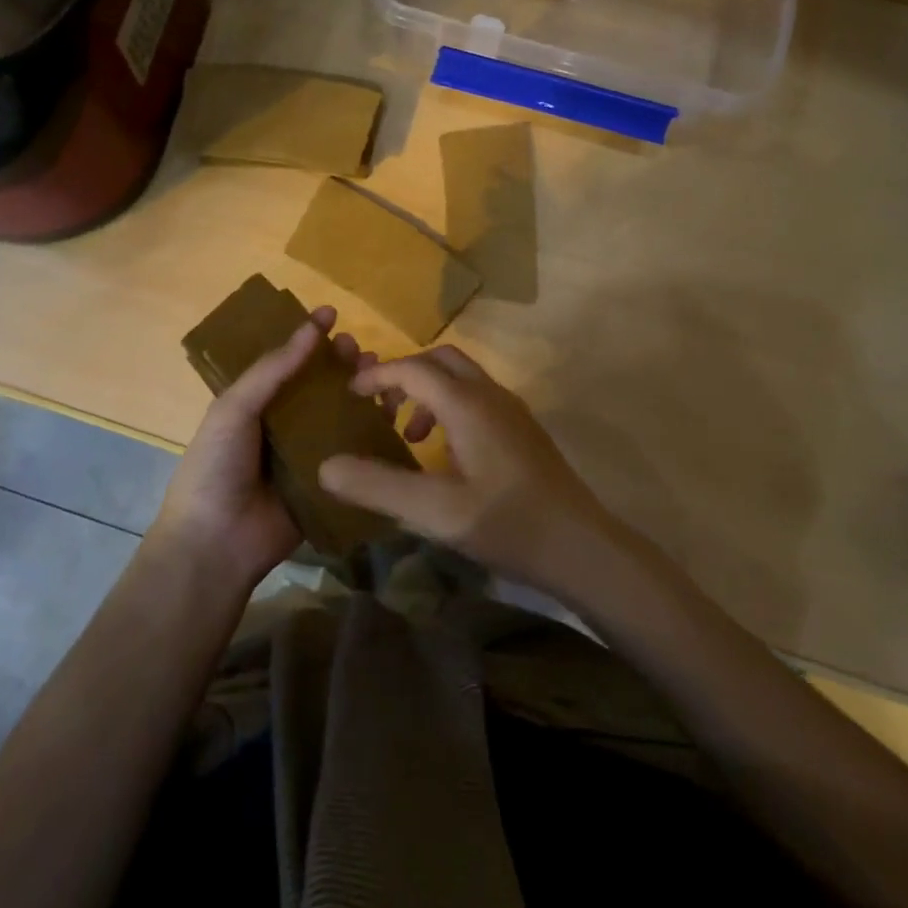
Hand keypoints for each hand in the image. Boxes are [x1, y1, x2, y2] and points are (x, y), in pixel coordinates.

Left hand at [150, 306, 385, 593]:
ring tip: (380, 376)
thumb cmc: (216, 466)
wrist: (216, 543)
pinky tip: (391, 414)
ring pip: (340, 415)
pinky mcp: (328, 483)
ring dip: (360, 392)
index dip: (307, 338)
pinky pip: (353, 453)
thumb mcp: (234, 408)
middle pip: (319, 386)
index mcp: (255, 405)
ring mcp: (307, 455)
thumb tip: (310, 327)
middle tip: (359, 350)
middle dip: (340, 364)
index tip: (331, 313)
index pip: (286, 363)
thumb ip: (272, 369)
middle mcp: (283, 425)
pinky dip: (372, 432)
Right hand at [318, 347, 633, 599]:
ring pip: (461, 378)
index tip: (349, 394)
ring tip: (408, 435)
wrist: (581, 547)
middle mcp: (491, 395)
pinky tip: (444, 454)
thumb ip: (378, 486)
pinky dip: (449, 408)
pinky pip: (477, 398)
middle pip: (440, 361)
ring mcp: (512, 411)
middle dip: (405, 375)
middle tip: (379, 407)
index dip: (378, 376)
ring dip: (428, 391)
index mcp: (467, 404)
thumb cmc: (507, 524)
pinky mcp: (522, 430)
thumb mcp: (435, 512)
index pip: (413, 369)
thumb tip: (325, 466)